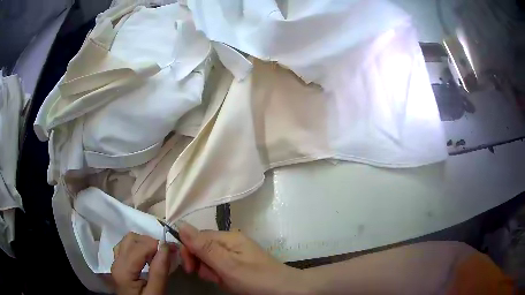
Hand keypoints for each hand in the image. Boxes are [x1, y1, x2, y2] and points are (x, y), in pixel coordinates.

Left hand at [111, 232, 176, 294]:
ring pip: (128, 240)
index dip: (157, 244)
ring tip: (157, 254)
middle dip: (151, 242)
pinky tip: (146, 257)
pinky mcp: (118, 263)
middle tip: (166, 252)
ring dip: (144, 243)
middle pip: (131, 239)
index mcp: (123, 271)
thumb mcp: (156, 293)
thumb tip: (165, 248)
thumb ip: (159, 272)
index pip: (139, 248)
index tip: (173, 249)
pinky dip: (137, 246)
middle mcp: (116, 262)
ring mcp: (115, 262)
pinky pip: (125, 246)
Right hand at [177, 222, 306, 294]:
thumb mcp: (227, 265)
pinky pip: (221, 267)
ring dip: (211, 272)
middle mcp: (231, 242)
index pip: (197, 236)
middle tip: (213, 277)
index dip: (189, 251)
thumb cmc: (256, 279)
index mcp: (228, 237)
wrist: (286, 290)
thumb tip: (181, 224)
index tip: (190, 269)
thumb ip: (204, 247)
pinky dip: (220, 276)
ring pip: (210, 260)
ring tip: (224, 281)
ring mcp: (236, 253)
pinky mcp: (240, 264)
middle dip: (202, 264)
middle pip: (203, 248)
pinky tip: (229, 283)